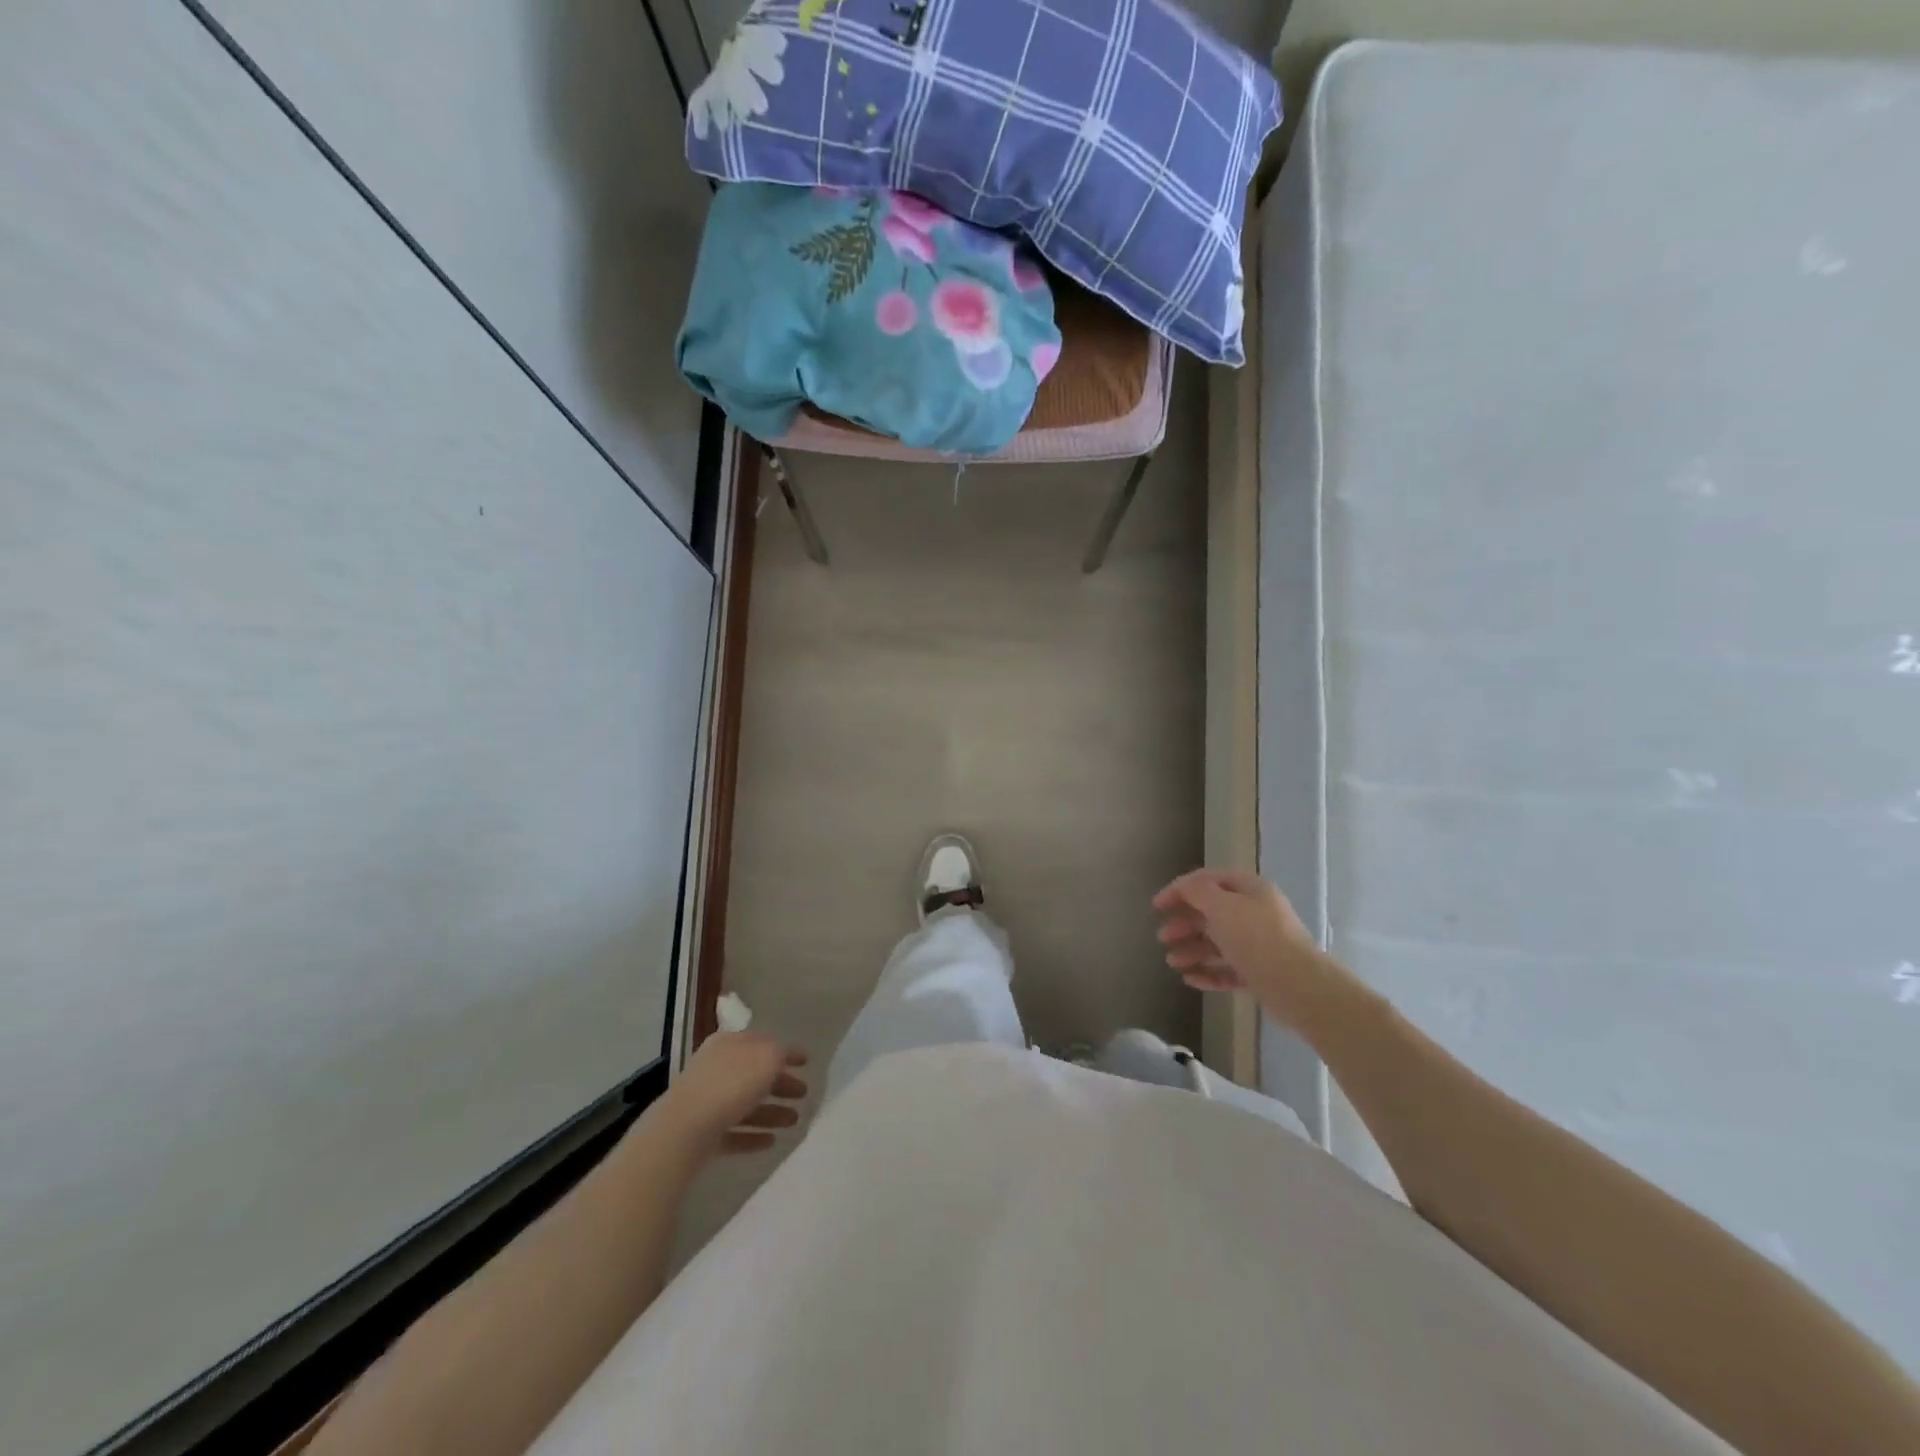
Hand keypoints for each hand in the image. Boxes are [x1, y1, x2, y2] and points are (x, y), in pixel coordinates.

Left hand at [658, 1032, 808, 1156]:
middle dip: (780, 1084)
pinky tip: (771, 1142)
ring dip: (771, 1112)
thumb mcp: (766, 1057)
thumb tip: (784, 1055)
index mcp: (729, 1044)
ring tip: (794, 1122)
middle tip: (803, 1094)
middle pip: (754, 1074)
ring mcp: (707, 1101)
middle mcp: (716, 1068)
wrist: (683, 1130)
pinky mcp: (701, 1133)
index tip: (806, 1062)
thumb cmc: (730, 1084)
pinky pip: (733, 1131)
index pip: (762, 1042)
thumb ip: (780, 1052)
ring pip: (746, 1104)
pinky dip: (752, 1135)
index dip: (786, 1051)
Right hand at [1153, 869, 1331, 1020]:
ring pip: (1217, 943)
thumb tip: (1184, 887)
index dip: (1180, 890)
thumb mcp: (1221, 906)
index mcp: (1250, 890)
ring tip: (1173, 962)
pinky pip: (1227, 969)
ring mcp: (1258, 945)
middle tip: (1162, 937)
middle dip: (1184, 924)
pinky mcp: (1259, 973)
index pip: (1208, 881)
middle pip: (1211, 913)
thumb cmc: (1256, 938)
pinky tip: (1190, 979)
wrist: (1297, 986)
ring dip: (1192, 950)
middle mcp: (1255, 913)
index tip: (1157, 906)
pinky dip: (1208, 972)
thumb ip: (1197, 891)